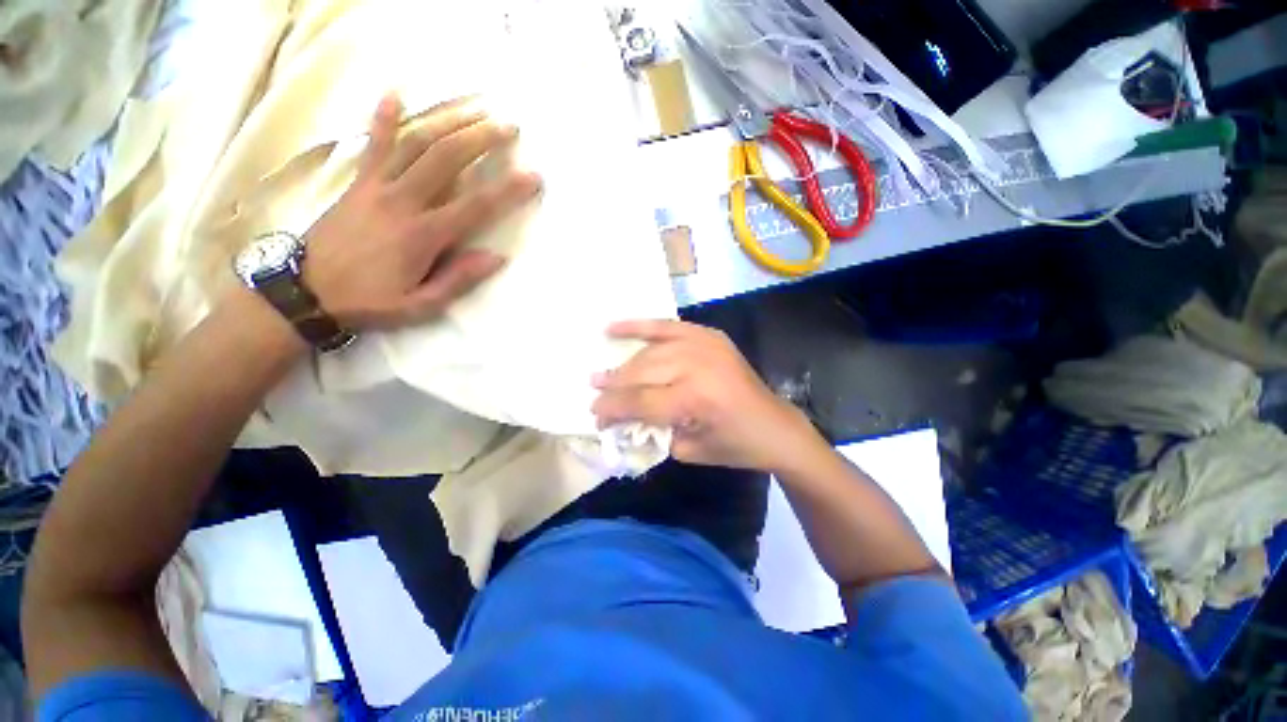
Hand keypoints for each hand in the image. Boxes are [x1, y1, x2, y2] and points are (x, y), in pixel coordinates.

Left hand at [302, 94, 541, 329]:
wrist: (307, 291)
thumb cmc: (370, 301)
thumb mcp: (422, 305)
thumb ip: (459, 279)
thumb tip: (497, 257)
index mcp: (424, 235)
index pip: (476, 206)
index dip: (508, 190)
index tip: (533, 177)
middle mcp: (403, 202)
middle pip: (447, 160)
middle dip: (481, 140)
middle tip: (507, 128)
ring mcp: (377, 188)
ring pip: (416, 145)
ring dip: (448, 124)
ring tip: (474, 109)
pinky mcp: (358, 184)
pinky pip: (373, 146)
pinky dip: (384, 120)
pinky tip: (394, 95)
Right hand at [591, 320, 819, 470]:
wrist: (775, 425)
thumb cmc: (734, 445)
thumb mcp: (689, 450)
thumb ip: (652, 431)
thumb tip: (622, 419)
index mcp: (696, 399)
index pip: (640, 401)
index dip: (613, 409)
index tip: (594, 415)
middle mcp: (698, 365)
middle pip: (642, 373)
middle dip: (613, 386)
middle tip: (594, 394)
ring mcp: (705, 344)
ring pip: (651, 351)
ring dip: (624, 363)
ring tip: (603, 374)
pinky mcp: (710, 335)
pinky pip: (667, 326)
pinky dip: (640, 326)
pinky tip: (614, 326)